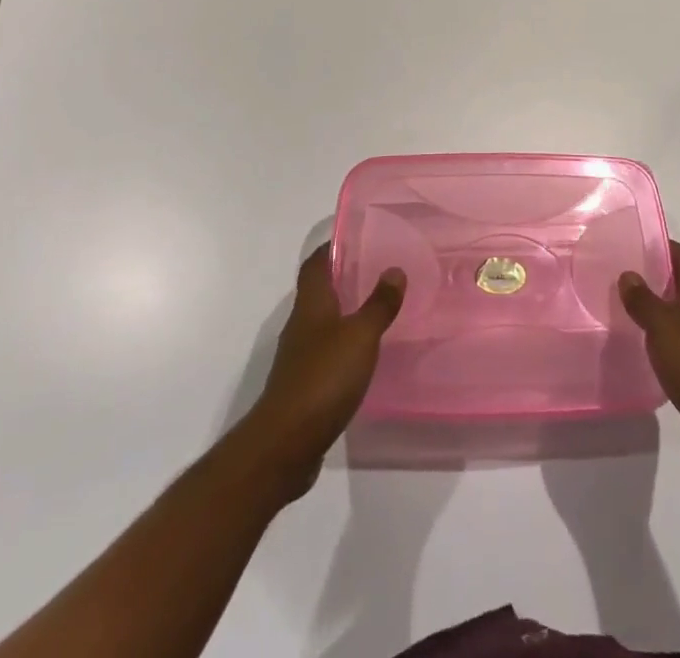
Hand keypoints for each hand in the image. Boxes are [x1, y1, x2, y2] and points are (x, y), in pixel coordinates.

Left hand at [236, 245, 404, 503]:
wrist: (285, 443)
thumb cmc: (323, 378)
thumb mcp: (360, 336)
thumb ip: (379, 304)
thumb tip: (394, 269)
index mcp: (311, 304)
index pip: (316, 263)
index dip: (331, 247)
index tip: (355, 236)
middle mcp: (301, 324)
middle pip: (318, 291)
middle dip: (342, 278)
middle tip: (376, 268)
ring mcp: (299, 356)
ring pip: (322, 322)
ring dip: (344, 312)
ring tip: (376, 307)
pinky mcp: (303, 385)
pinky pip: (325, 352)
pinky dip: (343, 345)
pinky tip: (363, 354)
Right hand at [619, 241, 679, 490]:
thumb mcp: (663, 326)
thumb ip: (643, 299)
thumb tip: (628, 274)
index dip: (662, 247)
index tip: (634, 243)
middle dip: (656, 277)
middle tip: (623, 275)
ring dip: (659, 311)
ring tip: (626, 310)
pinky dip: (665, 342)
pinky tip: (645, 350)